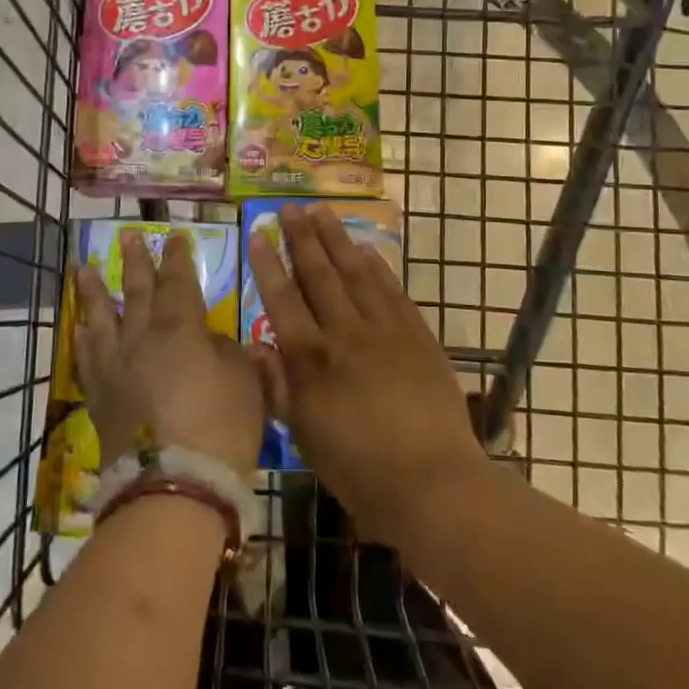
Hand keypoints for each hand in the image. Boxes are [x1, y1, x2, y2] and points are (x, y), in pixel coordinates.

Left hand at [76, 230, 264, 477]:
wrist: (174, 485)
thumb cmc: (221, 427)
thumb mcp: (245, 381)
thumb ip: (226, 351)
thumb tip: (208, 340)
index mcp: (180, 329)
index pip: (178, 281)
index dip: (177, 257)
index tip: (174, 236)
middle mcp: (142, 338)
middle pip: (137, 291)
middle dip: (135, 261)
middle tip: (127, 236)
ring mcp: (116, 367)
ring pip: (102, 318)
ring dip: (95, 291)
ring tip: (85, 269)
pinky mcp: (100, 396)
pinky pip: (87, 357)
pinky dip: (83, 338)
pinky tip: (81, 328)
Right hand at [248, 203, 490, 542]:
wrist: (432, 481)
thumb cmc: (358, 468)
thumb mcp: (304, 435)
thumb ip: (279, 387)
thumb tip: (256, 346)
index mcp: (312, 360)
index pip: (282, 300)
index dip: (268, 265)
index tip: (258, 234)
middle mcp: (345, 333)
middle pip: (319, 275)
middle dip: (301, 238)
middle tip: (290, 208)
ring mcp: (385, 330)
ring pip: (356, 273)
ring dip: (338, 240)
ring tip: (323, 212)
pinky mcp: (417, 334)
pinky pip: (393, 290)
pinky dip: (378, 267)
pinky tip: (367, 250)